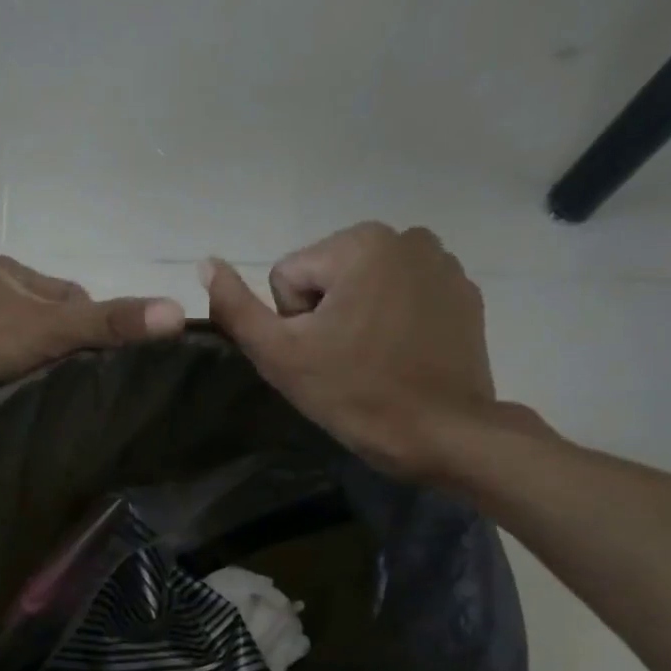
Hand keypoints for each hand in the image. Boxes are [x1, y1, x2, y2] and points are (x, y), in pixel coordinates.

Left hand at [0, 254, 185, 442]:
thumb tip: (175, 314)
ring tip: (62, 406)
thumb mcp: (47, 329)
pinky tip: (26, 412)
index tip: (112, 363)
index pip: (68, 297)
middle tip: (88, 390)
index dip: (93, 327)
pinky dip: (11, 392)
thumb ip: (107, 325)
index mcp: (1, 271)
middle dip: (66, 355)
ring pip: (20, 356)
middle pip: (45, 328)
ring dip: (38, 377)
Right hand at [201, 223, 514, 478]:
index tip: (319, 357)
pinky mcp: (464, 293)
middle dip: (327, 317)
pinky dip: (397, 322)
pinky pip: (406, 298)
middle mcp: (405, 237)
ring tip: (374, 362)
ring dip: (360, 318)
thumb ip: (237, 309)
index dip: (292, 324)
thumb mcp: (281, 356)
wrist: (441, 433)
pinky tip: (403, 357)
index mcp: (359, 243)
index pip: (289, 278)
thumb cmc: (356, 394)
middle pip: (329, 277)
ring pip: (367, 286)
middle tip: (343, 364)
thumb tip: (206, 264)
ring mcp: (442, 264)